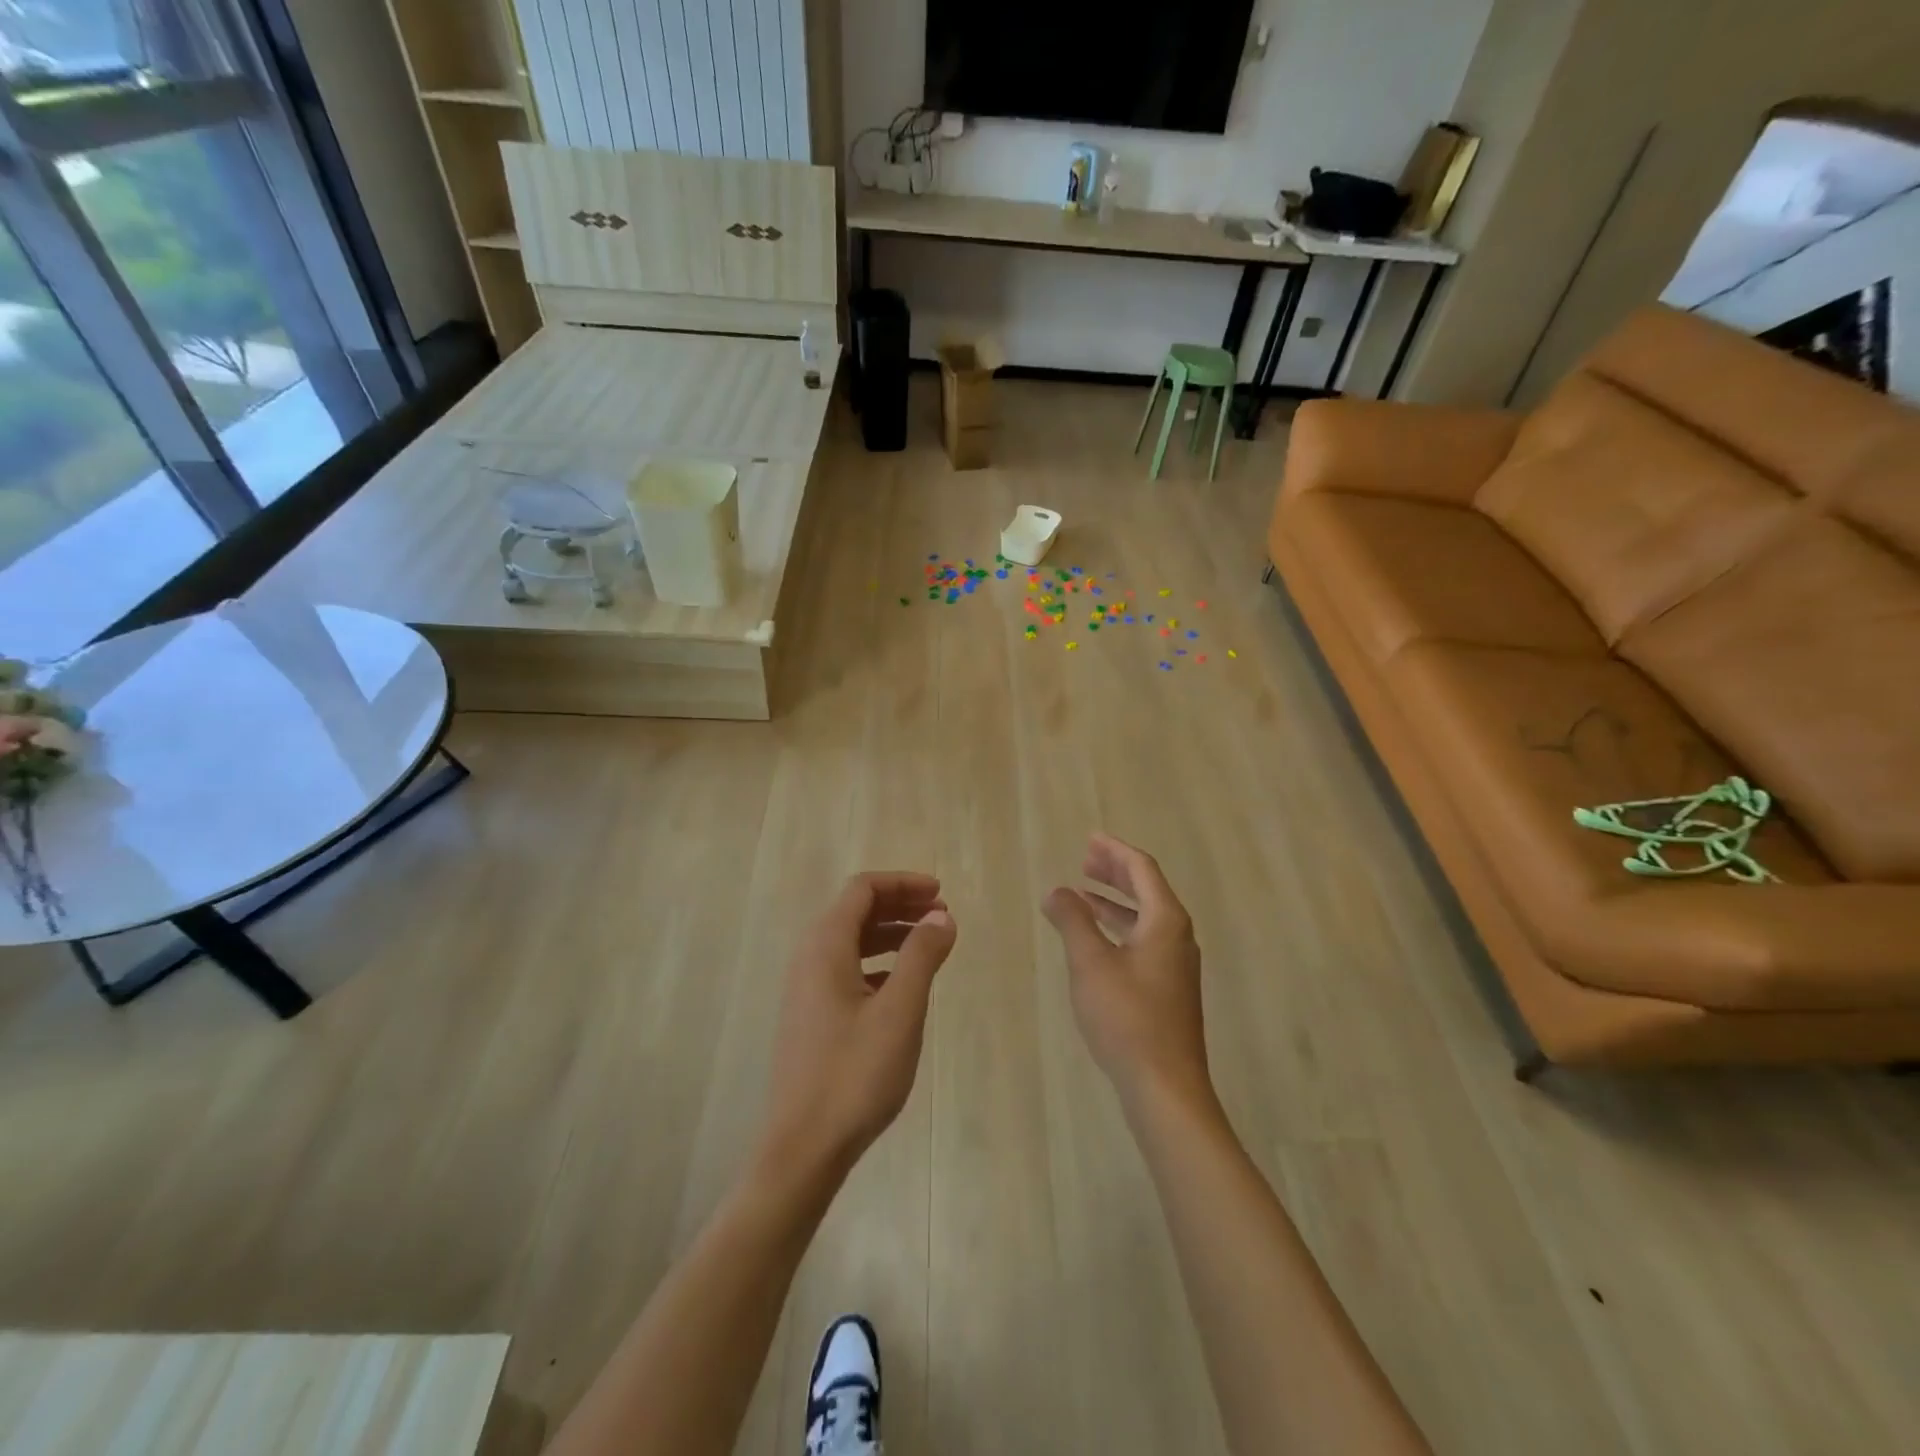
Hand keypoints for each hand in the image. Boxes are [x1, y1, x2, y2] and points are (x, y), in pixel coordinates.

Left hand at [760, 872, 956, 1178]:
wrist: (804, 1147)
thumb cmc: (855, 1074)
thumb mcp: (900, 1011)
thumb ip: (921, 956)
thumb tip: (941, 917)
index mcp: (825, 947)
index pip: (862, 889)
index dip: (903, 884)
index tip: (940, 893)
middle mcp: (809, 958)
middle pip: (855, 911)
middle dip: (899, 905)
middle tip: (941, 916)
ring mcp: (806, 989)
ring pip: (851, 941)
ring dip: (890, 934)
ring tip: (929, 946)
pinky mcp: (810, 1016)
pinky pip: (846, 969)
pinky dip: (877, 962)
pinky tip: (901, 985)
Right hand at [1043, 835, 1209, 1108]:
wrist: (1166, 1085)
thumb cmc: (1127, 1017)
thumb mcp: (1090, 963)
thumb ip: (1072, 920)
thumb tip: (1057, 891)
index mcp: (1165, 920)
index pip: (1142, 869)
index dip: (1114, 851)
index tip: (1090, 839)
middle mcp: (1177, 936)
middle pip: (1147, 889)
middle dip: (1115, 872)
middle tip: (1085, 859)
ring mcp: (1176, 964)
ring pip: (1145, 916)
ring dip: (1115, 901)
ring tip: (1083, 894)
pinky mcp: (1169, 988)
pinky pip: (1144, 939)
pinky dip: (1119, 927)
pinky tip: (1097, 939)